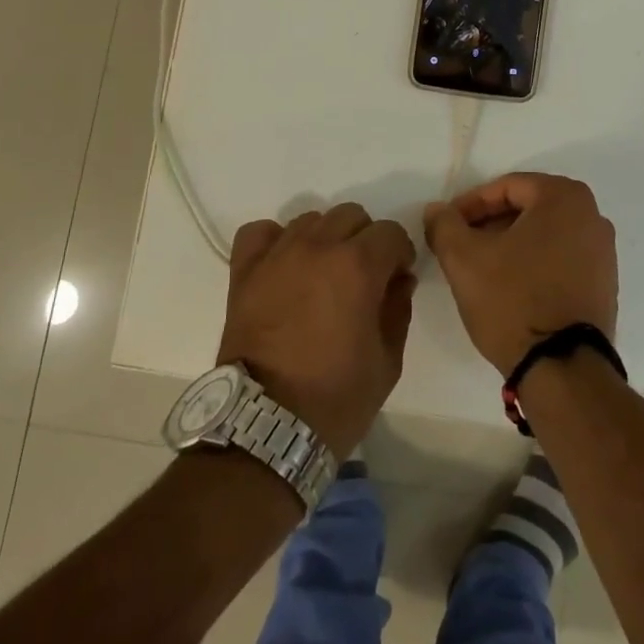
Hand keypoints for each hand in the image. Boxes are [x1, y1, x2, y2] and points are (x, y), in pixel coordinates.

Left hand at [217, 204, 416, 458]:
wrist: (265, 428)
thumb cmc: (335, 398)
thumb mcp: (387, 360)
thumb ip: (398, 308)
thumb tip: (398, 280)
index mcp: (358, 266)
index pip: (390, 232)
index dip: (399, 253)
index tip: (396, 278)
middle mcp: (318, 247)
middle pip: (351, 216)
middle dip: (365, 240)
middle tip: (362, 277)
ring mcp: (277, 255)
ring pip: (311, 220)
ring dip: (325, 239)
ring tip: (322, 274)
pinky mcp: (244, 271)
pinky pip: (261, 232)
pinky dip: (275, 240)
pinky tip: (284, 264)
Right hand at [423, 173, 617, 376]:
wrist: (563, 369)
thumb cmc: (513, 300)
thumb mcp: (464, 258)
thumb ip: (445, 224)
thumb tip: (437, 210)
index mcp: (564, 197)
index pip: (506, 187)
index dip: (470, 205)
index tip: (447, 226)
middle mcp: (592, 216)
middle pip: (528, 208)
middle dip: (490, 224)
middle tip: (461, 245)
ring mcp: (604, 252)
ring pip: (544, 234)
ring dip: (510, 244)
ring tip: (481, 268)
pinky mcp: (604, 284)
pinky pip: (561, 258)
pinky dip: (534, 263)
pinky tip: (510, 287)